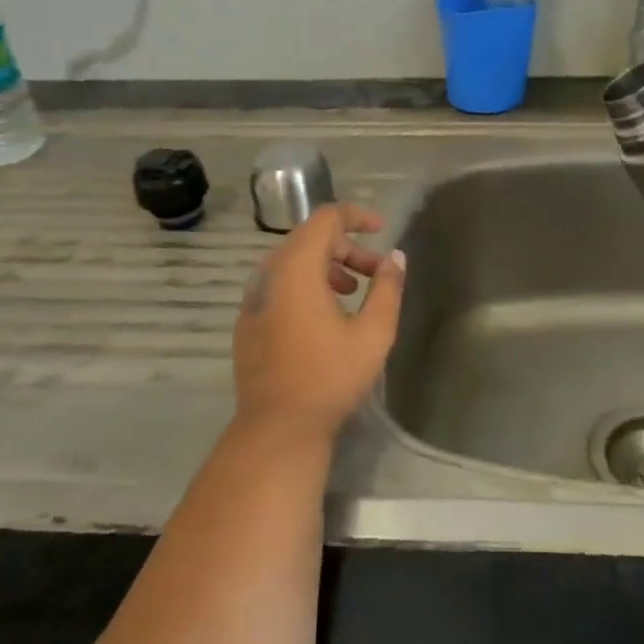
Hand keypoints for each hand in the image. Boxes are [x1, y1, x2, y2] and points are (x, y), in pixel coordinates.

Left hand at [233, 204, 405, 432]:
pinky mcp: (248, 321)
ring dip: (327, 267)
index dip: (357, 216)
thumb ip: (387, 288)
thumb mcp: (373, 332)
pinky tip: (325, 316)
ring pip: (293, 263)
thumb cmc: (330, 376)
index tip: (382, 229)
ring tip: (352, 292)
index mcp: (297, 269)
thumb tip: (394, 257)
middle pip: (309, 239)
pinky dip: (306, 285)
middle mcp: (269, 275)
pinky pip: (279, 285)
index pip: (326, 219)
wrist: (277, 427)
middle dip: (347, 247)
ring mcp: (253, 299)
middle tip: (376, 273)